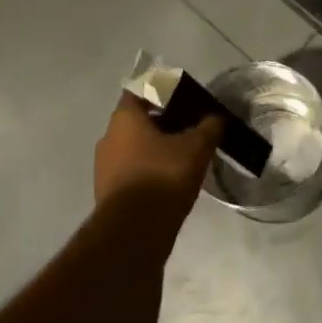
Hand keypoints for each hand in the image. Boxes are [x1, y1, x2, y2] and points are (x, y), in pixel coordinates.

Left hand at [94, 92, 220, 224]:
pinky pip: (131, 170)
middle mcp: (108, 138)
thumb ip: (209, 126)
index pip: (141, 90)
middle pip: (138, 120)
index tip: (184, 97)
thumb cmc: (163, 175)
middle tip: (190, 126)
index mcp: (125, 118)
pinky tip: (171, 179)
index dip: (163, 90)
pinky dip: (149, 169)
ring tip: (184, 154)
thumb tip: (217, 117)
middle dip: (163, 121)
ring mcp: (104, 167)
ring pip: (134, 146)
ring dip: (156, 147)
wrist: (134, 232)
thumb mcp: (197, 146)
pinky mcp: (108, 193)